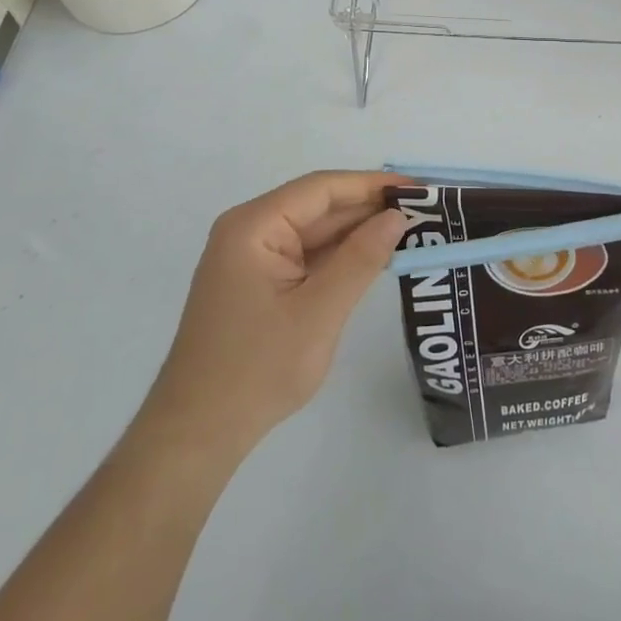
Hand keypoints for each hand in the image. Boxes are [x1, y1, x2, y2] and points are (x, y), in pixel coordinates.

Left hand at [140, 172, 407, 452]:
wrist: (196, 435)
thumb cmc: (257, 370)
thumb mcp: (319, 313)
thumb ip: (361, 259)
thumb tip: (397, 217)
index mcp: (254, 225)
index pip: (322, 188)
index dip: (371, 184)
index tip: (417, 188)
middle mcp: (250, 230)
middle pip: (318, 206)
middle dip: (368, 208)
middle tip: (424, 211)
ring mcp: (252, 257)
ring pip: (314, 231)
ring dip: (357, 232)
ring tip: (410, 230)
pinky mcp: (258, 281)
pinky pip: (306, 255)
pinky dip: (339, 256)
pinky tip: (374, 256)